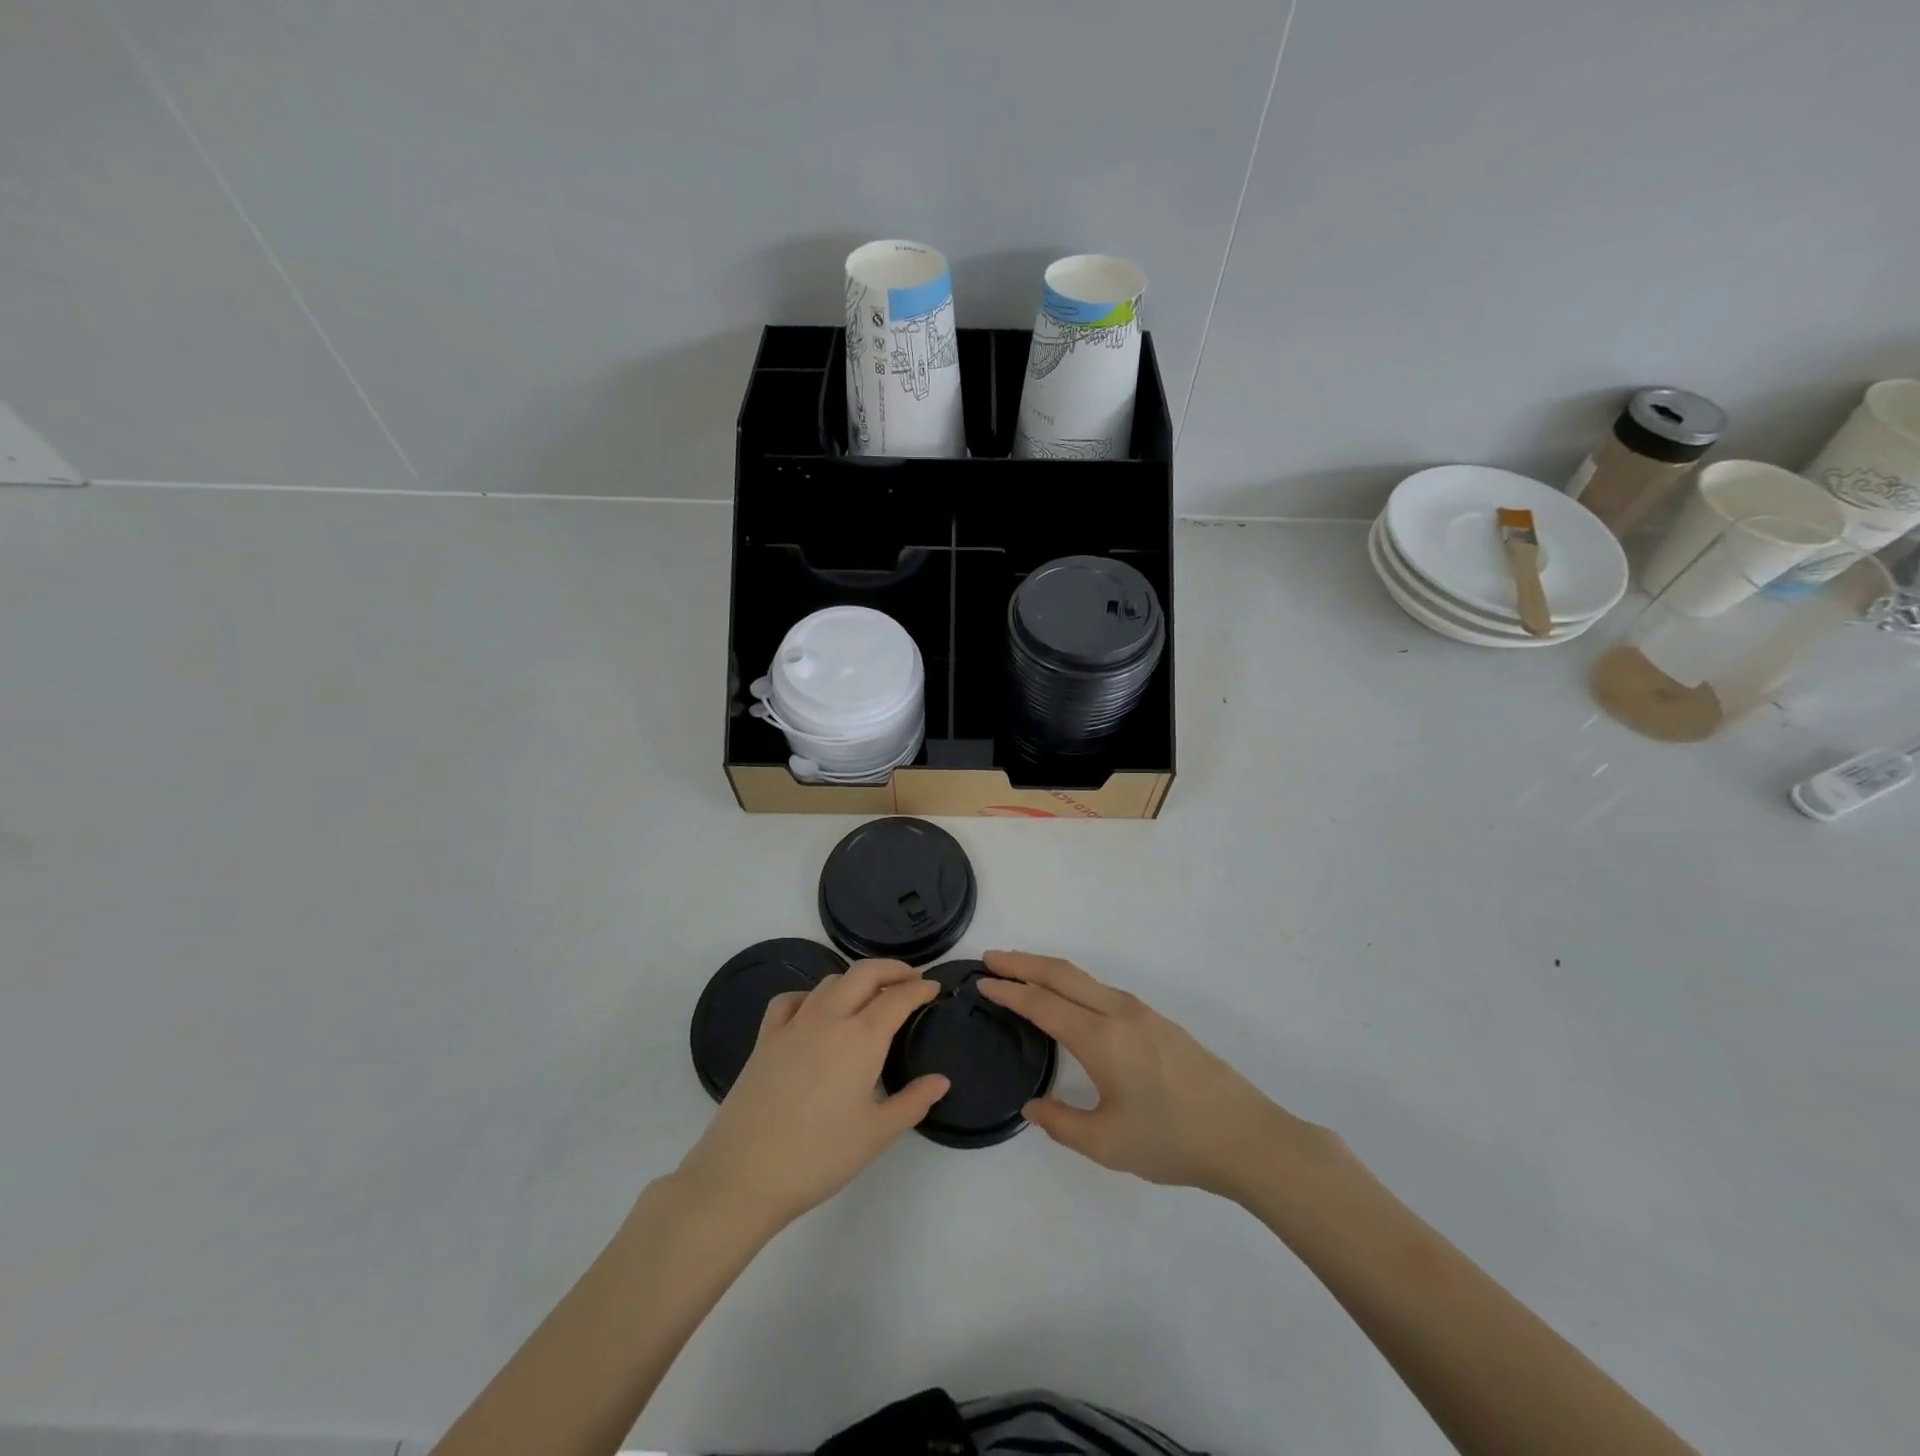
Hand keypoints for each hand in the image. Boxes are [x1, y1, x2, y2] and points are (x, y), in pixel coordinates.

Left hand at [675, 960, 949, 1232]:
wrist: (744, 1174)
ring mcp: (793, 1025)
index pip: (898, 998)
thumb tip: (941, 1081)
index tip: (934, 987)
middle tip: (911, 978)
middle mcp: (829, 1018)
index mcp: (861, 1038)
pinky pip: (790, 1000)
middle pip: (864, 973)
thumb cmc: (819, 1156)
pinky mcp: (765, 1039)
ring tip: (869, 994)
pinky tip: (814, 1010)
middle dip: (892, 969)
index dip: (920, 989)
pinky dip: (809, 995)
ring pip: (830, 982)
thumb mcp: (876, 1135)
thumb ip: (913, 1102)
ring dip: (855, 979)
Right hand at [979, 951, 1311, 1199]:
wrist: (1246, 1137)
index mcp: (1101, 1038)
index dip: (1009, 990)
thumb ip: (1061, 1123)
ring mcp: (1143, 1013)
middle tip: (991, 958)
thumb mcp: (1108, 1144)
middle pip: (1062, 974)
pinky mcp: (1159, 1022)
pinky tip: (1072, 1002)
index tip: (982, 981)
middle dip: (1023, 962)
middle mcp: (1118, 1013)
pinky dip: (1074, 984)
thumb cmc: (1172, 1141)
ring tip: (1023, 975)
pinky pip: (1104, 990)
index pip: (1042, 1004)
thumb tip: (1031, 1106)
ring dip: (1049, 970)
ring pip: (1085, 979)